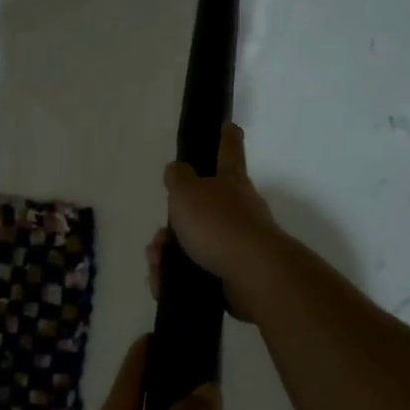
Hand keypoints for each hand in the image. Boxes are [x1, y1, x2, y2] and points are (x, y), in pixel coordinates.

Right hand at [156, 123, 283, 319]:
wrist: (253, 275)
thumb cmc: (218, 224)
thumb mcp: (187, 192)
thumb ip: (178, 178)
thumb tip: (177, 170)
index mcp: (231, 183)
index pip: (229, 152)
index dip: (226, 137)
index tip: (230, 125)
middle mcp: (240, 210)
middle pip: (202, 209)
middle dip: (175, 224)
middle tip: (158, 239)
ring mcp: (239, 244)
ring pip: (194, 244)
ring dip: (168, 253)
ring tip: (157, 264)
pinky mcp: (234, 276)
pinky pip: (196, 274)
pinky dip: (175, 278)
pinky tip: (162, 284)